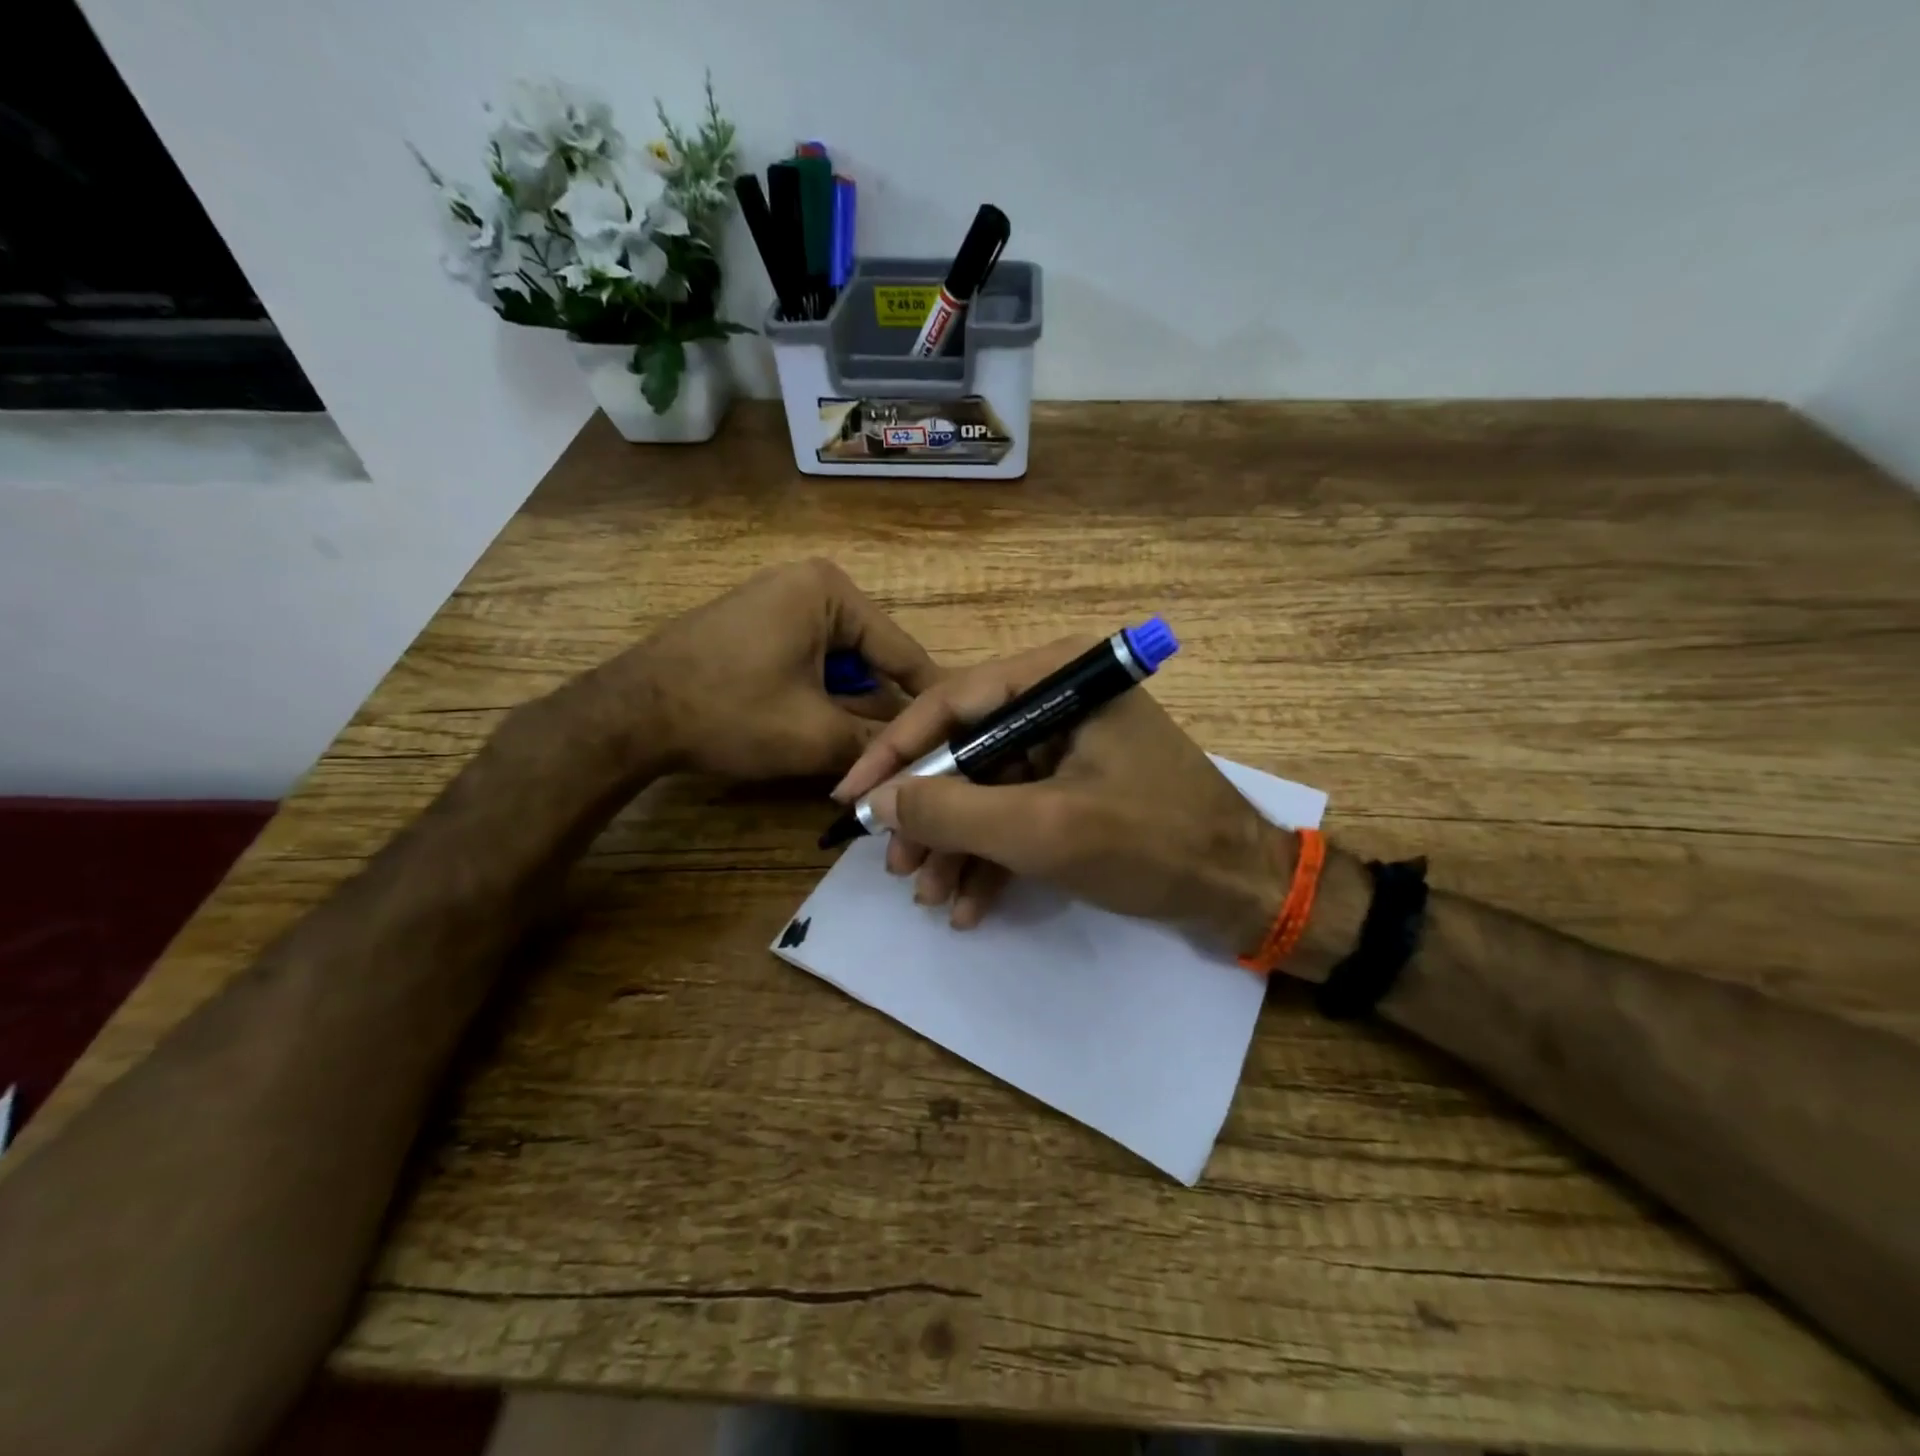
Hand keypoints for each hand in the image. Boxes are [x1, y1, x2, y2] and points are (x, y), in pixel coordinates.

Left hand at [608, 559, 939, 781]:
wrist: (629, 715)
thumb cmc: (730, 712)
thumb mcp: (815, 735)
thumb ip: (877, 745)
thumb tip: (919, 762)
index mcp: (830, 592)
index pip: (901, 650)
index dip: (930, 698)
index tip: (960, 732)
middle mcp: (807, 584)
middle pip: (870, 657)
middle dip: (882, 708)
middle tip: (905, 755)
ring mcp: (776, 601)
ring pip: (839, 664)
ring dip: (850, 707)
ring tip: (865, 752)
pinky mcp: (754, 625)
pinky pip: (808, 661)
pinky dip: (820, 697)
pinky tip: (821, 731)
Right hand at [831, 637, 1295, 950]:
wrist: (1241, 890)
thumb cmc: (1151, 843)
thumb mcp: (1043, 829)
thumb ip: (953, 810)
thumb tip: (877, 801)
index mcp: (1058, 679)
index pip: (952, 702)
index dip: (894, 752)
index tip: (850, 797)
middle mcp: (1059, 701)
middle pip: (966, 750)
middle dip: (930, 815)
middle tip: (898, 866)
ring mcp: (1067, 747)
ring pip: (986, 789)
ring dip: (956, 845)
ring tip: (930, 896)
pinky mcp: (1075, 787)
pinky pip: (1016, 814)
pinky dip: (992, 857)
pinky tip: (970, 905)